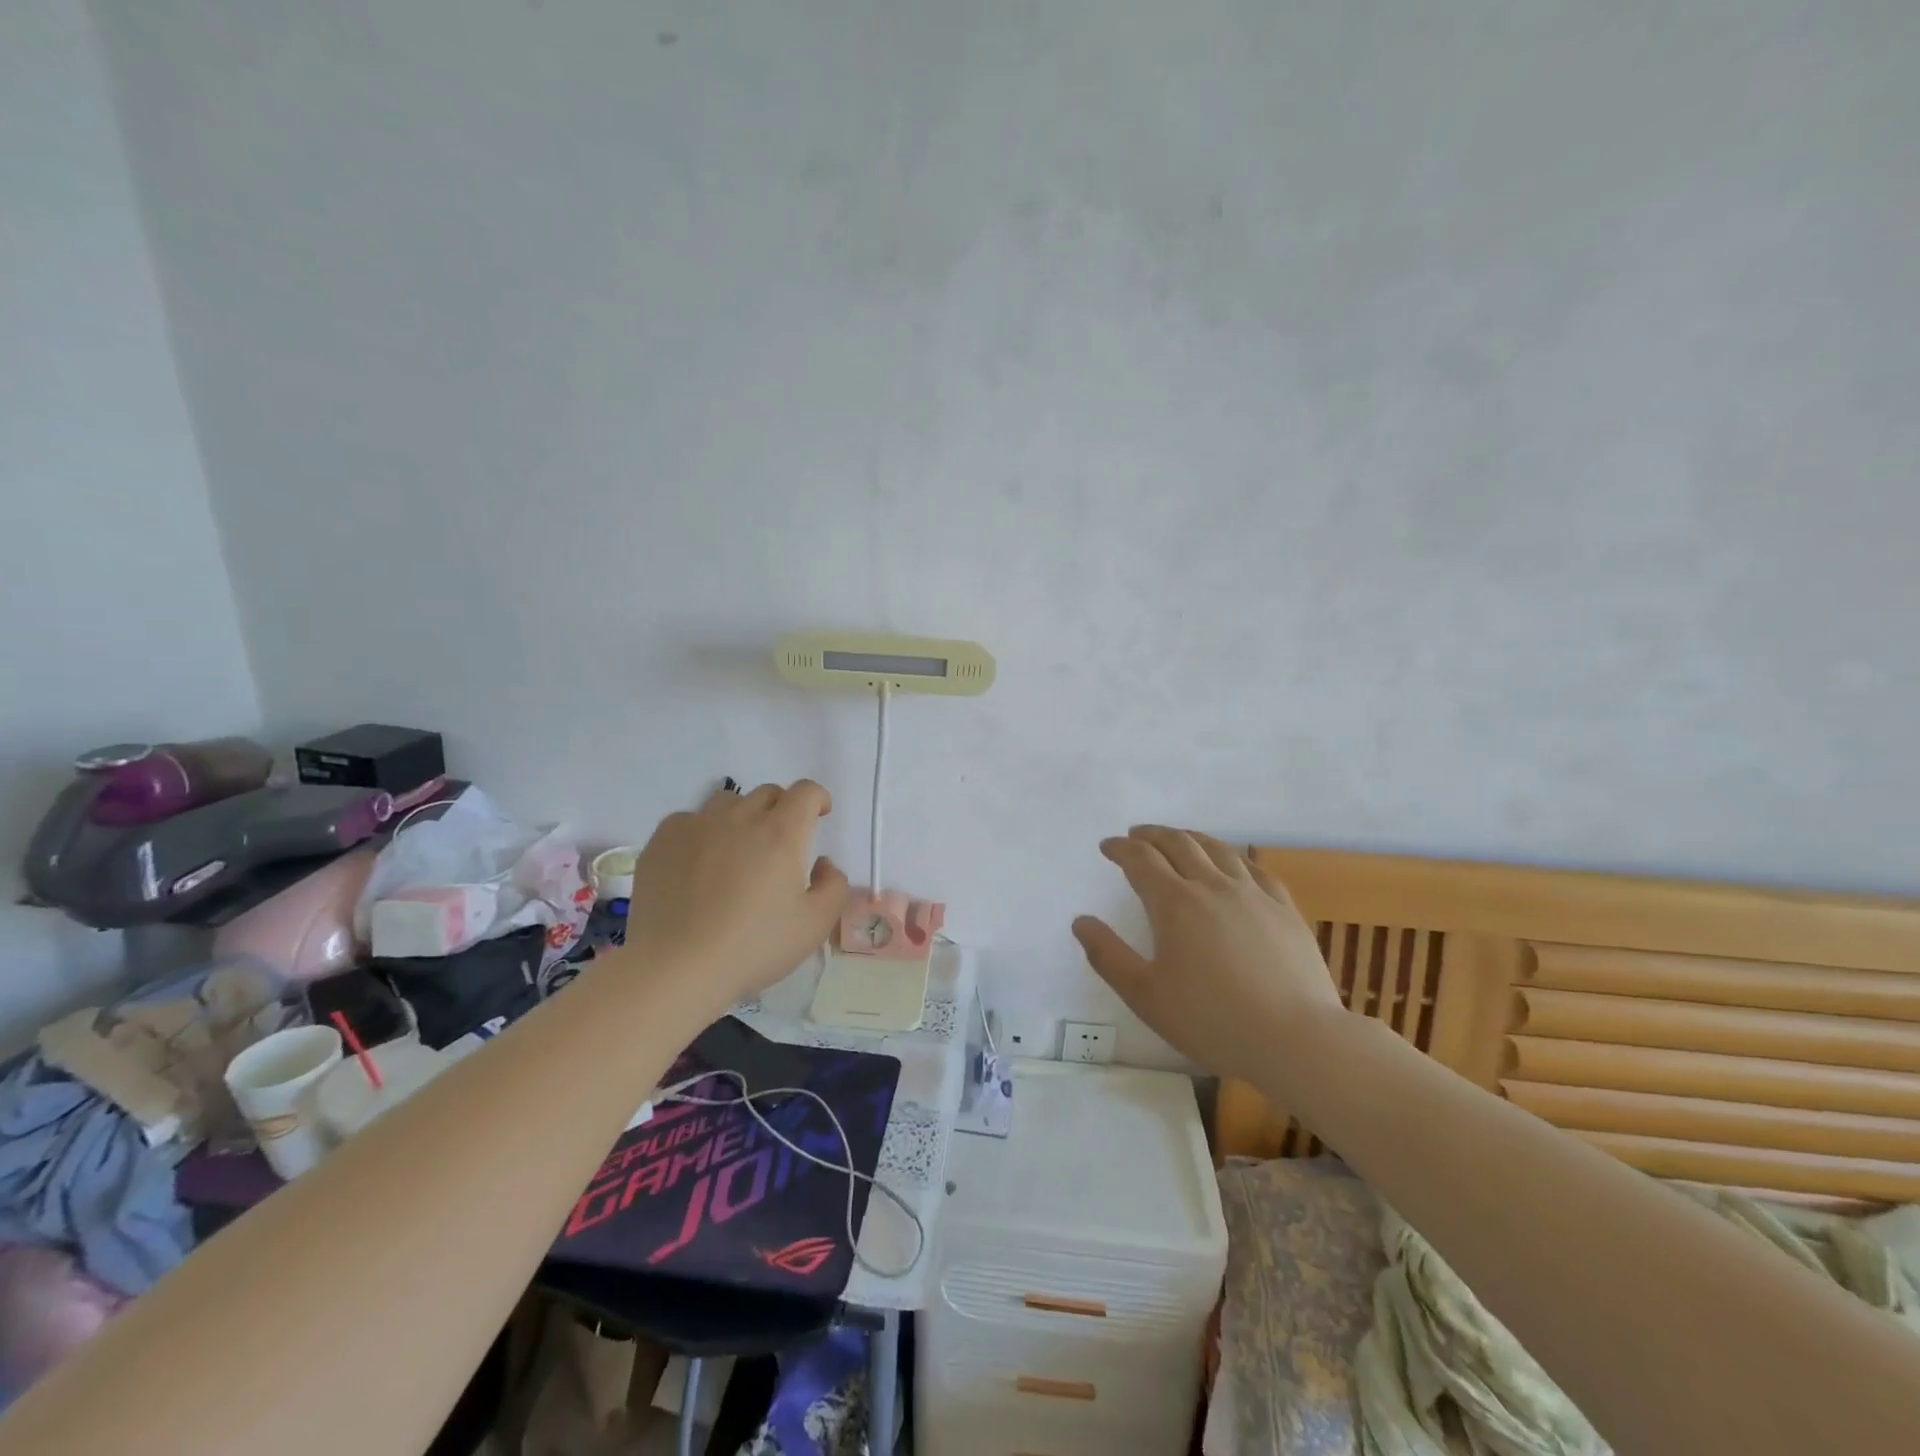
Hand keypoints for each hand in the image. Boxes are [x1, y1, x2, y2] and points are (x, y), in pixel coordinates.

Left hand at [623, 780, 850, 1018]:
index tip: (819, 816)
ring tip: (737, 852)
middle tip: (780, 845)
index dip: (817, 798)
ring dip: (742, 817)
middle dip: (782, 809)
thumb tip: (823, 864)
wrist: (675, 968)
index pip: (806, 791)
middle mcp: (740, 817)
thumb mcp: (815, 925)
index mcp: (781, 833)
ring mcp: (696, 825)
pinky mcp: (662, 841)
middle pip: (768, 793)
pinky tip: (698, 866)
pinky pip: (689, 821)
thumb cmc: (753, 947)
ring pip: (728, 803)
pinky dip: (702, 833)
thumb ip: (834, 886)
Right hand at [1073, 827, 1341, 1078]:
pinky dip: (1233, 857)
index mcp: (1174, 903)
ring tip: (1179, 839)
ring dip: (1191, 838)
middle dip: (1152, 835)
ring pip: (1218, 849)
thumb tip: (1081, 921)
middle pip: (1179, 844)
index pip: (1140, 859)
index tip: (1107, 846)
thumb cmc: (1212, 1020)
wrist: (1296, 1039)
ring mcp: (1253, 894)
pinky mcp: (1284, 909)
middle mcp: (1212, 886)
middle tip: (1137, 834)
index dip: (1120, 848)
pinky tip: (1232, 863)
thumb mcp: (1145, 995)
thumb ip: (1108, 955)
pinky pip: (1254, 868)